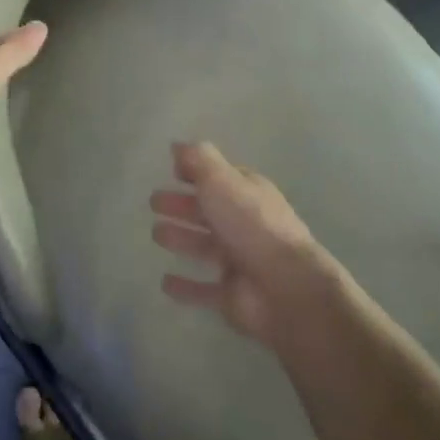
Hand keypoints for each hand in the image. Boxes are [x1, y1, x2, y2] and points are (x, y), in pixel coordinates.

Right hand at [149, 142, 330, 346]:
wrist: (285, 287)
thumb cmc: (251, 224)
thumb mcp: (221, 180)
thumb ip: (198, 160)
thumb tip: (177, 145)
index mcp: (248, 193)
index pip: (220, 178)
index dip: (197, 172)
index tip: (171, 171)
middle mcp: (245, 224)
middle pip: (208, 211)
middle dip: (182, 205)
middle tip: (154, 202)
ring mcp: (240, 261)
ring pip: (204, 246)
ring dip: (182, 238)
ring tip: (155, 234)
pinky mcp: (232, 295)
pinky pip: (204, 289)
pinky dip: (186, 286)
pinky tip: (165, 282)